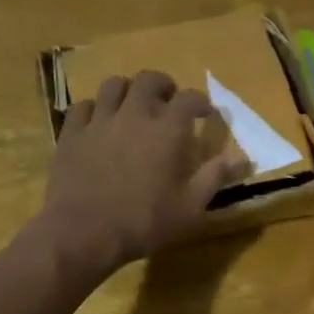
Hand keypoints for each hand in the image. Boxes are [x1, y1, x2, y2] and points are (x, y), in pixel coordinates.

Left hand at [39, 71, 248, 276]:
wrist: (82, 234)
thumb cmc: (144, 222)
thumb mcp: (191, 207)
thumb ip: (215, 177)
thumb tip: (243, 159)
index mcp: (167, 130)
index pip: (189, 98)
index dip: (201, 102)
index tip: (206, 114)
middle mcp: (134, 115)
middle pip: (149, 80)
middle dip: (163, 85)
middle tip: (168, 101)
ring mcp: (99, 121)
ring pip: (113, 85)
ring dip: (127, 90)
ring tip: (132, 105)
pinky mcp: (71, 134)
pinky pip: (82, 106)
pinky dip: (94, 109)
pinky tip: (98, 122)